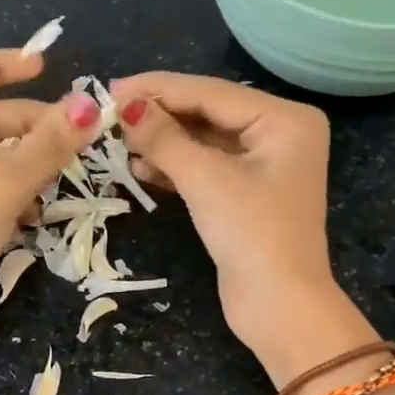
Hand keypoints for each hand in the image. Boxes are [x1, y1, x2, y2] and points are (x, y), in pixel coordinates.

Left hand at [0, 48, 99, 358]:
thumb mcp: (2, 187)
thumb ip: (46, 146)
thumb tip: (89, 105)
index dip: (3, 66)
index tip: (45, 66)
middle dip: (29, 125)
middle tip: (75, 137)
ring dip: (26, 163)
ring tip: (63, 176)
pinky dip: (13, 192)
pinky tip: (39, 211)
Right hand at [109, 72, 367, 379]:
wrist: (279, 307)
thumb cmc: (252, 235)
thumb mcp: (206, 180)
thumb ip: (164, 138)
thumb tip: (123, 104)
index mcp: (285, 119)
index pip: (211, 93)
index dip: (158, 89)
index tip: (110, 87)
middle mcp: (279, 135)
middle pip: (208, 113)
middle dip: (160, 115)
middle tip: (109, 111)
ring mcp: (263, 166)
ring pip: (203, 142)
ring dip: (163, 142)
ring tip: (118, 140)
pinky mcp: (245, 195)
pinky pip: (205, 168)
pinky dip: (174, 167)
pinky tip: (140, 167)